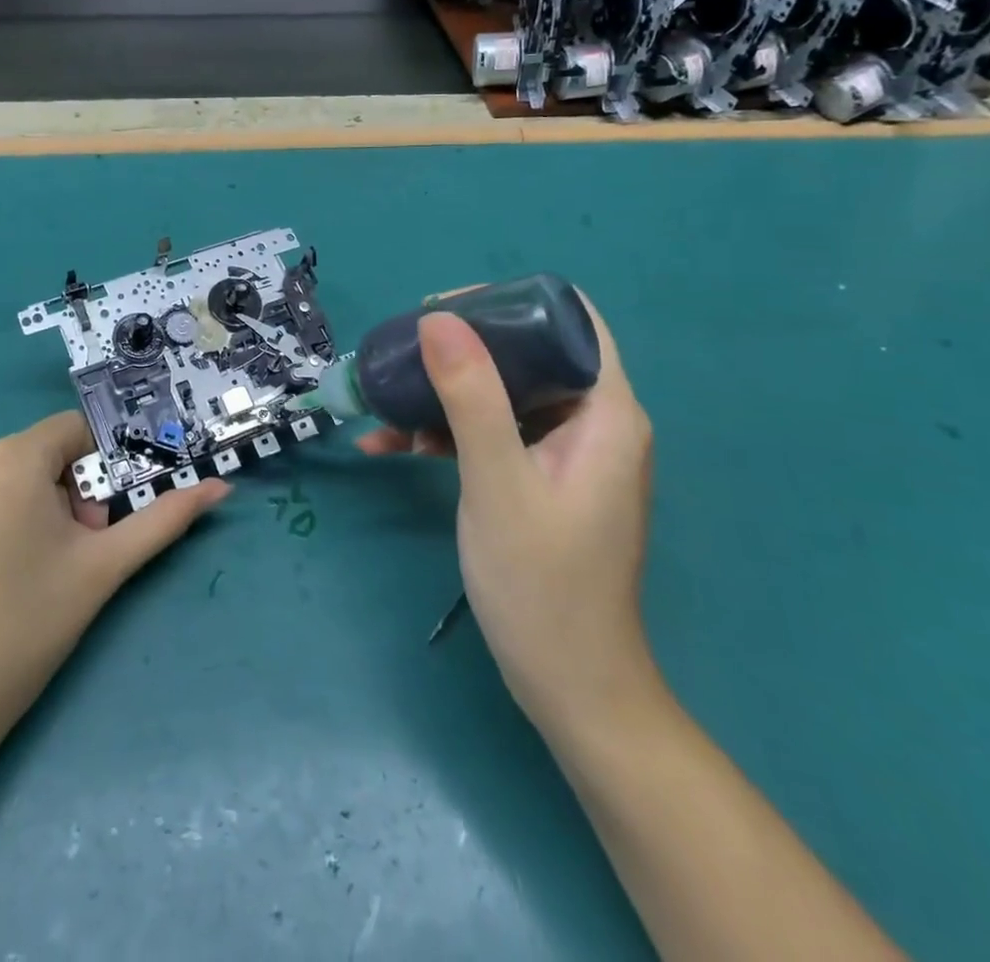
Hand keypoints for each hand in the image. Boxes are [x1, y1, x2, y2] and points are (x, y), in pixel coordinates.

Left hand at [0, 411, 229, 774]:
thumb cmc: (26, 631)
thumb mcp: (103, 569)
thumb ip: (165, 518)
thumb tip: (220, 486)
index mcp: (11, 458)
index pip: (71, 434)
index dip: (87, 477)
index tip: (82, 529)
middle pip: (28, 456)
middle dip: (49, 495)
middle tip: (51, 559)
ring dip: (6, 504)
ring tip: (4, 571)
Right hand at [358, 294, 655, 737]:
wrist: (570, 687)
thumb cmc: (542, 583)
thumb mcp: (497, 482)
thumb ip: (471, 397)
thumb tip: (438, 318)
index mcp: (605, 412)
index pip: (571, 320)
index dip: (510, 302)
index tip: (446, 309)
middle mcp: (594, 422)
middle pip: (530, 353)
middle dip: (462, 348)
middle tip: (402, 352)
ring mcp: (567, 453)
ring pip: (505, 394)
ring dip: (445, 394)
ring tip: (383, 401)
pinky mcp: (542, 479)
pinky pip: (495, 434)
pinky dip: (449, 433)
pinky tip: (393, 445)